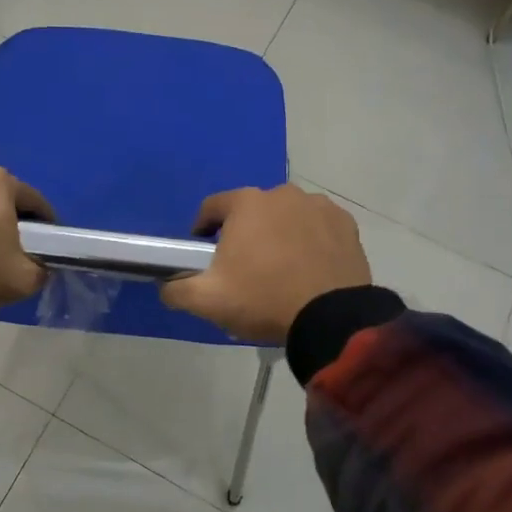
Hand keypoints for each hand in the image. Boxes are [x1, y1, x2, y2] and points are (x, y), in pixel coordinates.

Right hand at [160, 184, 370, 342]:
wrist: (331, 318)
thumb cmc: (263, 300)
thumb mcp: (207, 301)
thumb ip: (176, 289)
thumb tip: (166, 284)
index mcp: (246, 203)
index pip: (211, 207)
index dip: (202, 229)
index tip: (204, 252)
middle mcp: (282, 193)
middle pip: (252, 211)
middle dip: (244, 233)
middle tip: (244, 267)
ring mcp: (318, 206)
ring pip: (287, 217)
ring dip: (279, 234)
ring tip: (280, 269)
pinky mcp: (345, 224)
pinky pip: (317, 227)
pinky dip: (310, 241)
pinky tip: (309, 268)